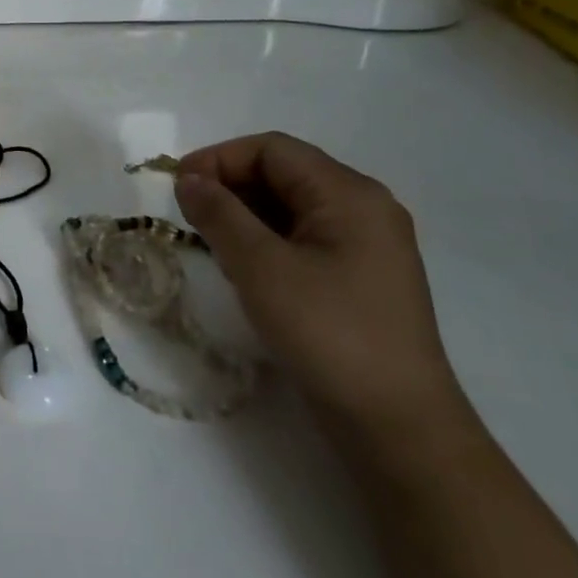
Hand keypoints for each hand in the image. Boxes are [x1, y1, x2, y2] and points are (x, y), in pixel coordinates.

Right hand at [173, 132, 465, 439]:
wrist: (398, 427)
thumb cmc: (328, 333)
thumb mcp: (261, 268)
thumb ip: (219, 214)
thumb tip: (189, 178)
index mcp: (349, 194)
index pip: (273, 150)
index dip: (220, 158)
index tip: (178, 185)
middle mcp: (365, 208)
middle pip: (285, 173)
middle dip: (231, 185)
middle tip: (187, 213)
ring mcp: (367, 245)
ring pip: (292, 207)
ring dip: (246, 213)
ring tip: (209, 239)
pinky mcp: (361, 278)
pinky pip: (305, 237)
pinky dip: (267, 239)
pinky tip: (244, 266)